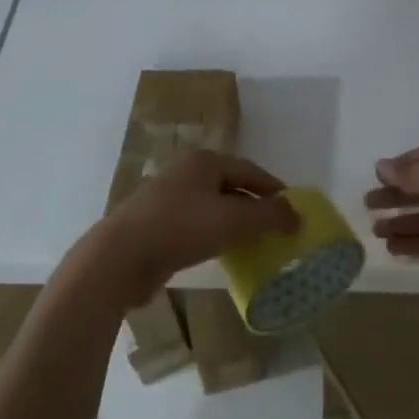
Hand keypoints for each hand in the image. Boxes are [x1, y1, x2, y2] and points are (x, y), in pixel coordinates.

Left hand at [90, 151, 299, 308]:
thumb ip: (268, 216)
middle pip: (231, 187)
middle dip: (255, 207)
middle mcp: (186, 174)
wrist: (120, 257)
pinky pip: (197, 226)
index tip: (294, 210)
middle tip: (277, 229)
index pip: (250, 170)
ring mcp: (168, 199)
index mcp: (205, 162)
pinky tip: (222, 254)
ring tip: (255, 243)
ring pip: (213, 207)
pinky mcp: (157, 226)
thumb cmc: (180, 228)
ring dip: (235, 223)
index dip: (274, 190)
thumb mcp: (232, 220)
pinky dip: (215, 236)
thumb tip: (297, 214)